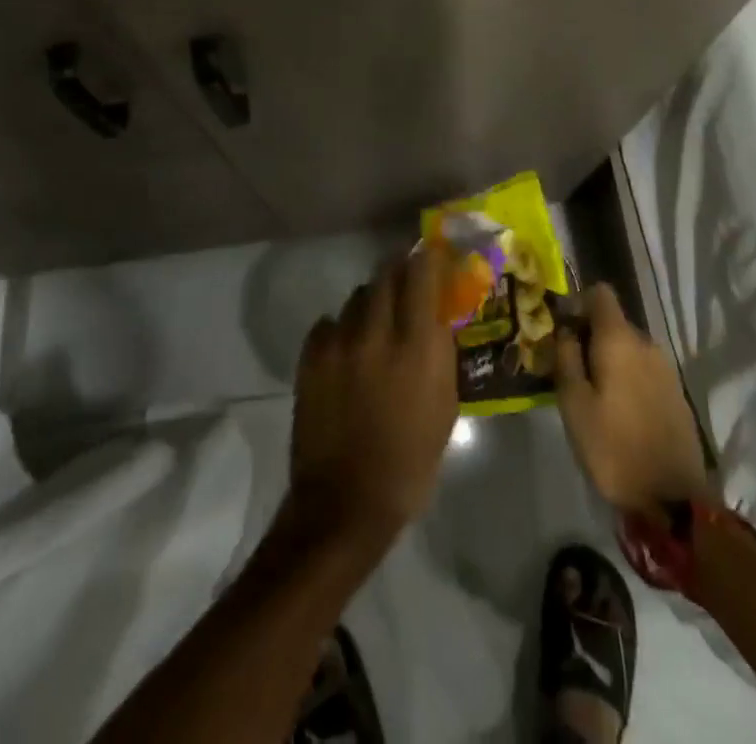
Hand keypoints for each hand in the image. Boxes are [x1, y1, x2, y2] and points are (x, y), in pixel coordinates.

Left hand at [286, 245, 459, 550]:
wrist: (345, 502)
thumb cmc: (409, 463)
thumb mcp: (445, 408)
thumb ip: (441, 355)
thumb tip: (437, 319)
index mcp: (416, 346)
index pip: (421, 275)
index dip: (427, 258)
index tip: (431, 254)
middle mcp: (376, 332)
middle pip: (385, 275)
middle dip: (398, 272)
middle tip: (405, 282)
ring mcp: (338, 343)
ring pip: (356, 298)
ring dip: (370, 303)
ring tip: (374, 325)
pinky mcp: (310, 357)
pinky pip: (328, 324)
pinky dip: (340, 329)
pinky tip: (345, 351)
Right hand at [555, 284, 712, 513]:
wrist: (674, 500)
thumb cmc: (613, 447)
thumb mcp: (574, 404)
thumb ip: (566, 358)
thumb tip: (566, 330)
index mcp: (620, 340)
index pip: (601, 294)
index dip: (578, 303)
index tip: (562, 331)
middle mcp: (647, 344)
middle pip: (614, 322)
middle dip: (590, 337)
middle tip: (569, 368)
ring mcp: (666, 370)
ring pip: (629, 348)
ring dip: (609, 360)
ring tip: (591, 393)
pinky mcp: (676, 395)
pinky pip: (644, 370)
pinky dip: (627, 378)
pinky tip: (617, 410)